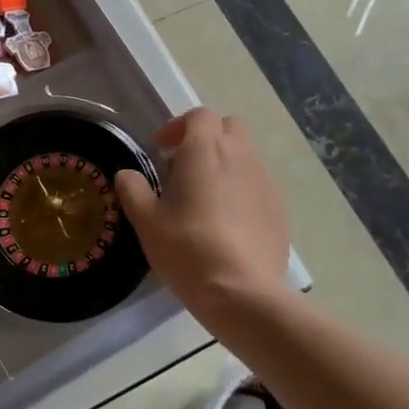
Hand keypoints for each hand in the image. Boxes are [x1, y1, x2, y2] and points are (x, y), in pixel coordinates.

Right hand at [114, 107, 289, 319]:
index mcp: (205, 150)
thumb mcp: (146, 222)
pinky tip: (228, 224)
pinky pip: (259, 185)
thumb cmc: (187, 249)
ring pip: (246, 156)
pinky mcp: (280, 209)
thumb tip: (127, 175)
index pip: (198, 115)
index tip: (162, 150)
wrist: (242, 293)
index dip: (178, 127)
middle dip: (207, 138)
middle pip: (229, 127)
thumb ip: (133, 190)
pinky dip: (242, 191)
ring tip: (206, 199)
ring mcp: (265, 182)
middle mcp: (240, 156)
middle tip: (185, 167)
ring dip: (225, 164)